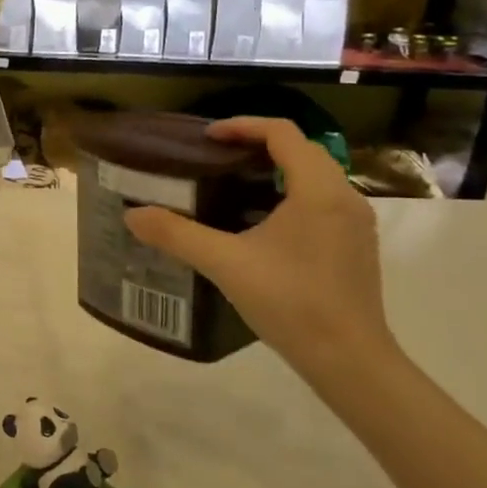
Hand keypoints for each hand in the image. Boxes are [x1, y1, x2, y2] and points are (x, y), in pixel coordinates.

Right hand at [124, 117, 396, 378]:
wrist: (349, 361)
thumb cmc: (291, 303)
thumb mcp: (225, 264)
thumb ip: (177, 235)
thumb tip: (132, 215)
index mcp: (317, 190)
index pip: (283, 133)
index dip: (242, 126)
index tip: (207, 138)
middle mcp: (344, 197)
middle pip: (301, 150)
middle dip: (257, 145)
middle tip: (215, 158)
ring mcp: (354, 223)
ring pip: (314, 176)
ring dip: (275, 170)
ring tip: (232, 185)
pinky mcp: (354, 245)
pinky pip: (321, 201)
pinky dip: (289, 194)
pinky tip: (260, 224)